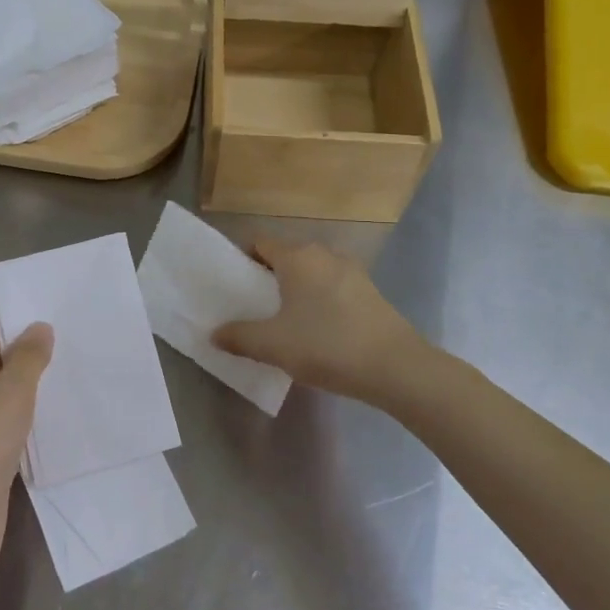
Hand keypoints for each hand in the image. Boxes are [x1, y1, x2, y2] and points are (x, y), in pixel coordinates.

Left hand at [0, 308, 52, 595]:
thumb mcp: (8, 396)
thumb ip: (27, 359)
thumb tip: (39, 328)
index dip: (16, 308)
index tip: (55, 298)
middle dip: (32, 343)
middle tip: (77, 328)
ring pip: (7, 389)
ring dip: (37, 378)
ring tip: (80, 361)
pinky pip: (13, 420)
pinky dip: (36, 411)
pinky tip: (67, 408)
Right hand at [214, 240, 426, 404]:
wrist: (395, 367)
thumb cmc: (326, 346)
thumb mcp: (273, 345)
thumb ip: (239, 336)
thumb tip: (214, 332)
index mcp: (297, 256)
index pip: (260, 242)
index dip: (242, 259)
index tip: (231, 284)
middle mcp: (324, 254)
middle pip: (286, 255)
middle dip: (268, 276)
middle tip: (252, 305)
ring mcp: (351, 270)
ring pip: (311, 271)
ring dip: (295, 289)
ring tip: (282, 319)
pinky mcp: (369, 291)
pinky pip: (332, 286)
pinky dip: (318, 299)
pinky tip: (316, 328)